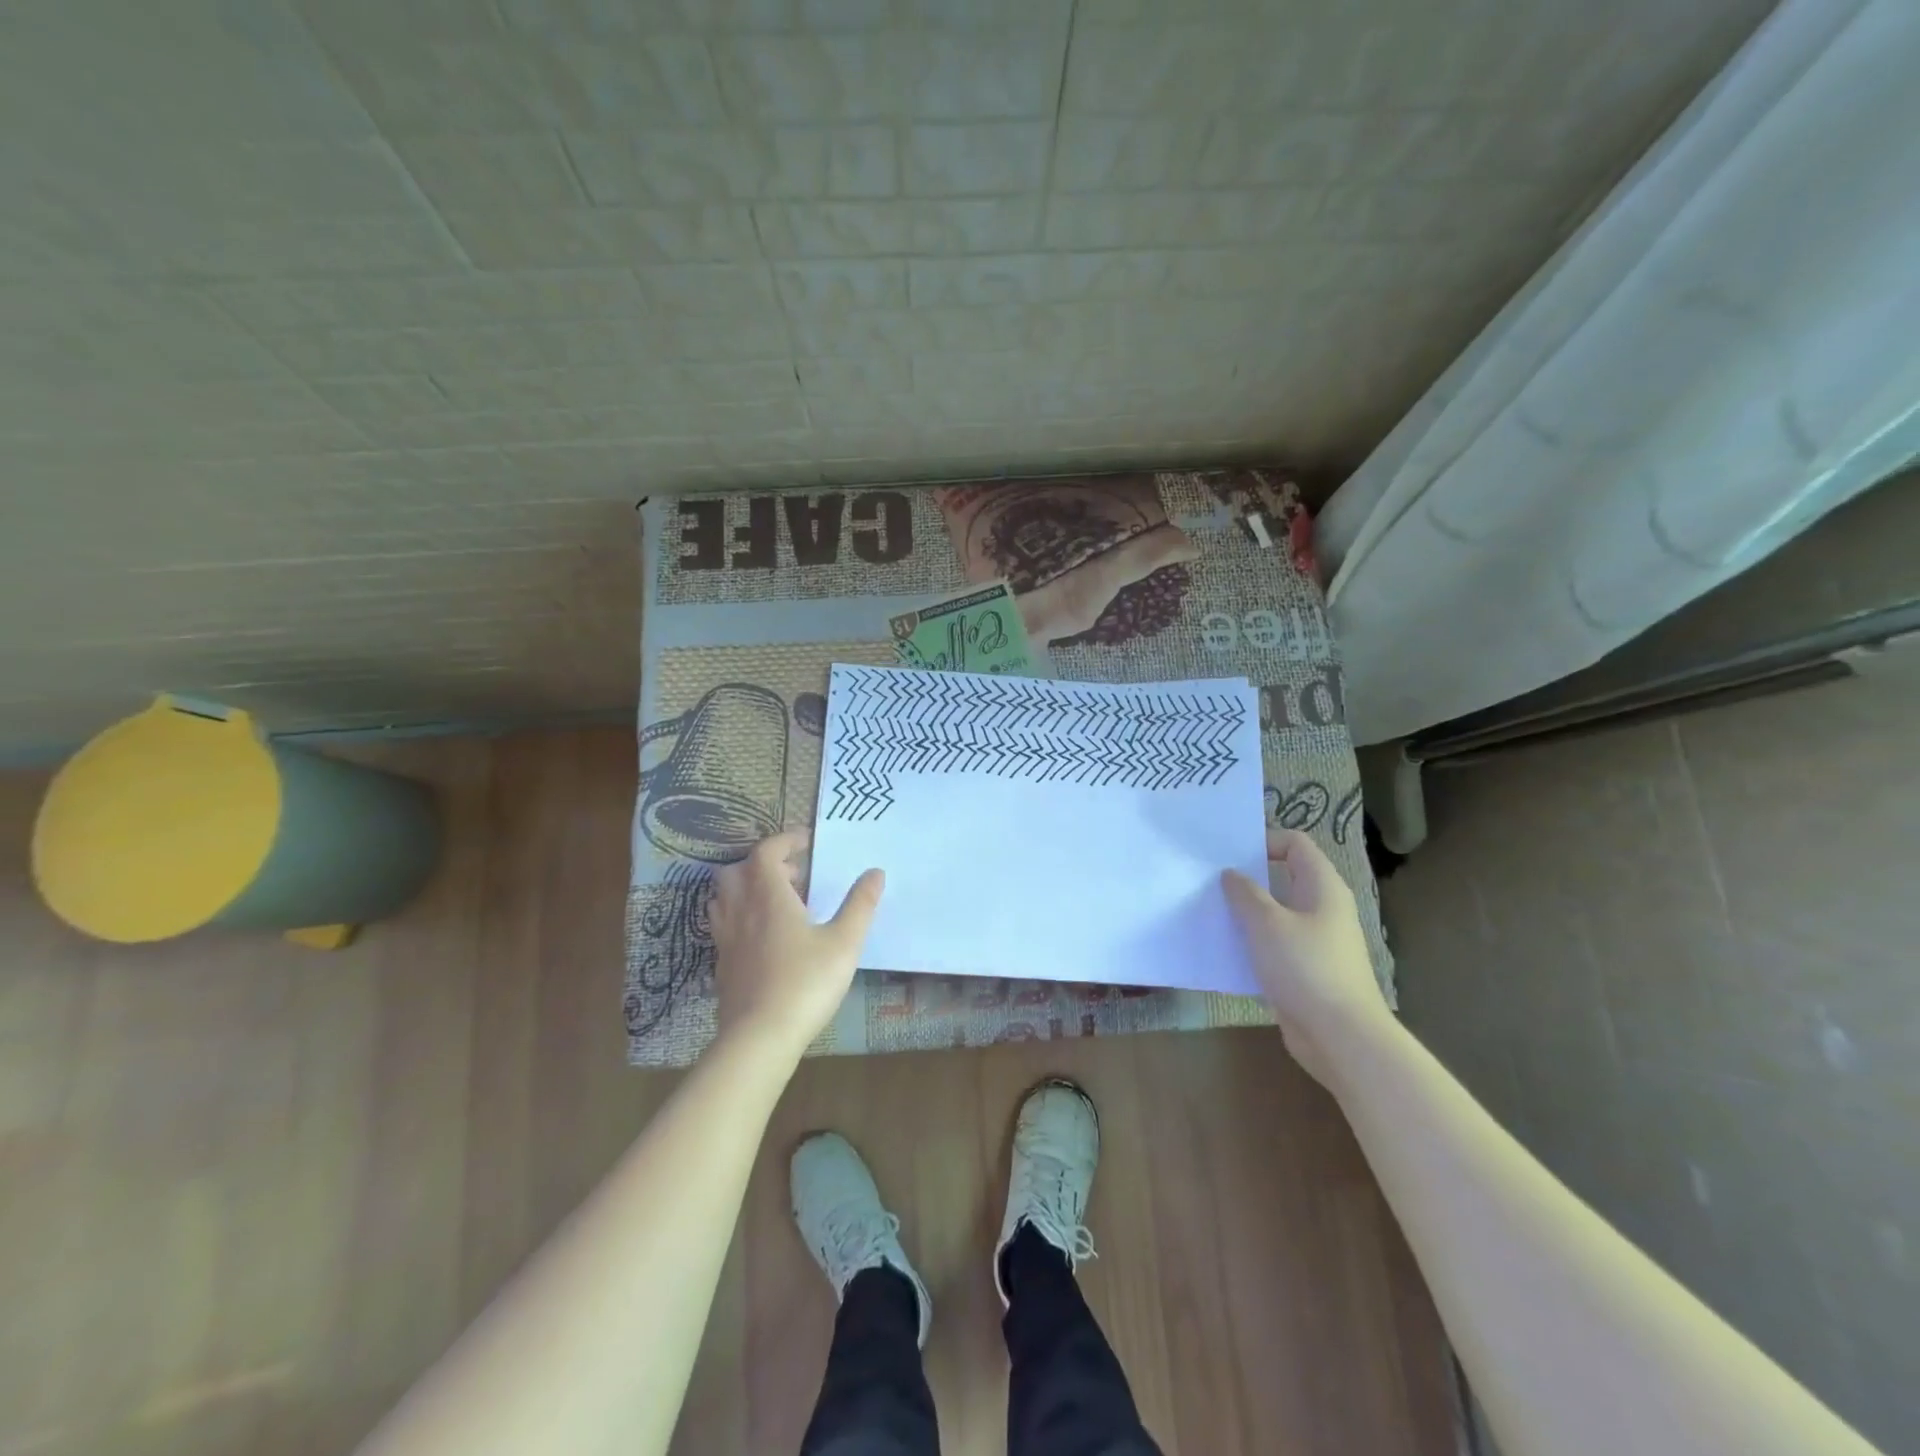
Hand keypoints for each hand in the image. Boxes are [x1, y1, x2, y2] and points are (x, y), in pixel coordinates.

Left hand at [708, 830, 883, 1060]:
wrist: (759, 1038)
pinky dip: (741, 918)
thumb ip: (860, 905)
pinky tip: (765, 939)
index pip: (766, 851)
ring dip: (748, 889)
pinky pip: (724, 926)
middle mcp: (740, 910)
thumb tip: (875, 872)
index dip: (785, 841)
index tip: (807, 842)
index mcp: (768, 895)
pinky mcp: (722, 964)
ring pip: (724, 898)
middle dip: (764, 864)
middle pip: (737, 870)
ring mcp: (726, 938)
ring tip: (778, 903)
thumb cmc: (805, 982)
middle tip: (795, 876)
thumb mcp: (844, 942)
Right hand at [1222, 830, 1393, 1087]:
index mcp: (1322, 887)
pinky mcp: (1306, 969)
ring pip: (1276, 912)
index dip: (1264, 840)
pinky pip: (1275, 943)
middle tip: (1210, 879)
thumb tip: (1232, 874)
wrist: (1341, 1036)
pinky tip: (1226, 948)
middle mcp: (1323, 908)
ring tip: (1211, 911)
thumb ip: (1245, 894)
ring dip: (1246, 911)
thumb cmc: (1306, 968)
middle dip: (1248, 876)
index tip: (1228, 854)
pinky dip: (1252, 941)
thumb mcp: (1267, 924)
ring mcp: (1316, 940)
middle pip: (1284, 876)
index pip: (1295, 843)